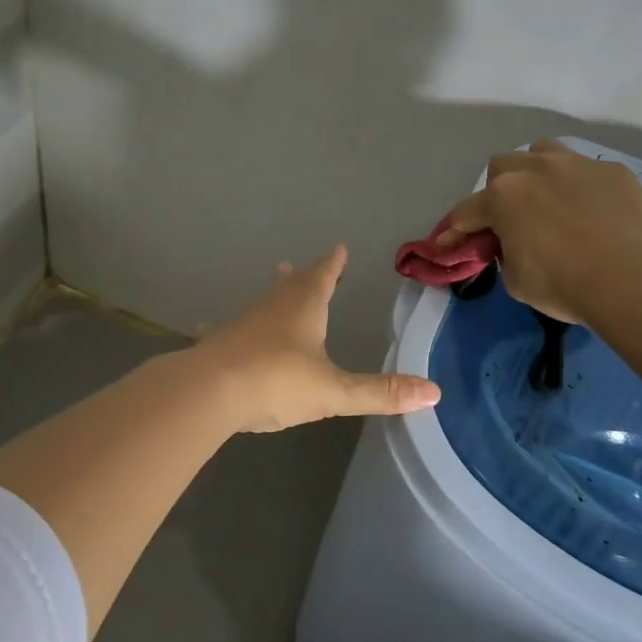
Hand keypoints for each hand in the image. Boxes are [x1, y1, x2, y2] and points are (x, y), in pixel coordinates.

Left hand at [193, 245, 440, 432]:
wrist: (207, 392)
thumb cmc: (277, 382)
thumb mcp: (334, 391)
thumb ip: (381, 393)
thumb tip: (434, 392)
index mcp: (303, 308)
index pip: (322, 276)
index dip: (332, 264)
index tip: (338, 248)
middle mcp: (271, 307)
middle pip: (290, 284)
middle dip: (303, 276)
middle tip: (302, 266)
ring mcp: (241, 323)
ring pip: (262, 302)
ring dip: (273, 295)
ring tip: (276, 285)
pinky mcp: (218, 344)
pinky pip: (230, 329)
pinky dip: (234, 327)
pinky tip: (209, 329)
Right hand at [438, 140, 641, 322]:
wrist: (633, 280)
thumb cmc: (564, 284)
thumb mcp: (515, 279)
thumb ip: (504, 253)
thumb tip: (511, 245)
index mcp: (503, 197)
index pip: (467, 213)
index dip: (454, 232)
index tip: (447, 246)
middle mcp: (535, 169)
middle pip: (502, 167)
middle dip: (498, 191)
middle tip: (509, 219)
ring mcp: (577, 164)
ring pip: (543, 152)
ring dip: (536, 172)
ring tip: (547, 199)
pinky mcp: (613, 172)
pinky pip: (586, 171)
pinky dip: (579, 187)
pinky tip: (591, 211)